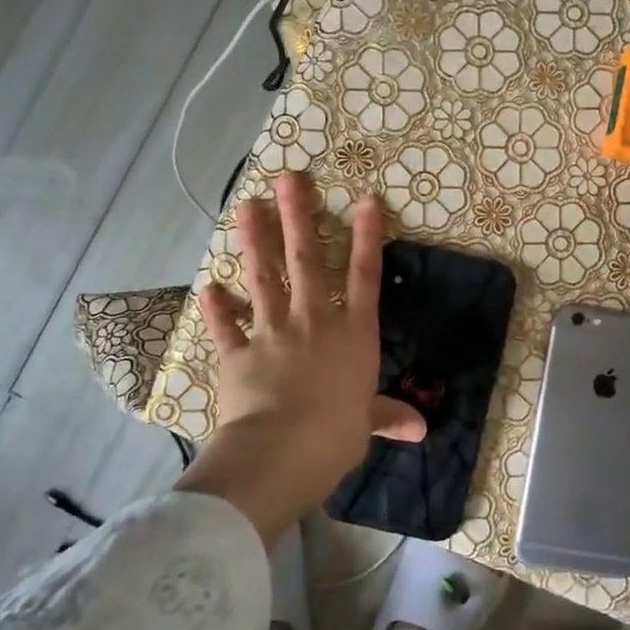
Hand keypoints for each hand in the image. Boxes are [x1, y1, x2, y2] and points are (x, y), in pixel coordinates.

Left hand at [177, 172, 422, 544]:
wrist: (282, 450)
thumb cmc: (337, 434)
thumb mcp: (367, 423)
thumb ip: (388, 416)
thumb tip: (420, 429)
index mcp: (353, 333)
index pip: (364, 275)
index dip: (366, 236)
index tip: (365, 200)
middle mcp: (314, 321)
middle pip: (307, 260)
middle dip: (299, 217)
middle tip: (289, 179)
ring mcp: (273, 332)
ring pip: (264, 277)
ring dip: (255, 240)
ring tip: (247, 205)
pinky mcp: (239, 353)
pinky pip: (228, 327)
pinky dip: (219, 309)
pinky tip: (210, 288)